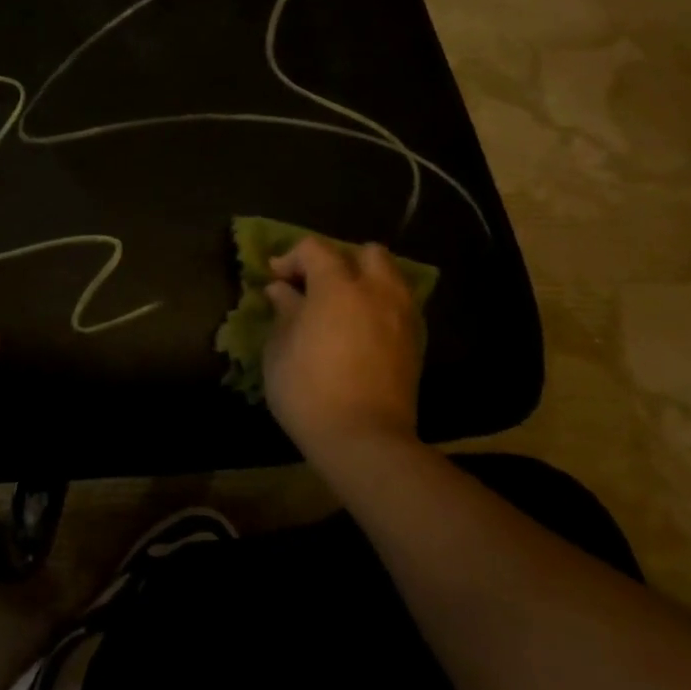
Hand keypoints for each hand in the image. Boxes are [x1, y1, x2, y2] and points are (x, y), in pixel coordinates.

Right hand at [262, 238, 423, 457]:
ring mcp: (401, 317)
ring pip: (390, 278)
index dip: (291, 258)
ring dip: (365, 282)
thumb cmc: (309, 390)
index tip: (275, 279)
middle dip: (341, 261)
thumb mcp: (280, 348)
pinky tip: (360, 330)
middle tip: (318, 286)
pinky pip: (398, 307)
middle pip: (367, 253)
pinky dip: (379, 307)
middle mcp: (376, 292)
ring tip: (342, 307)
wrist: (364, 441)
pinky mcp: (414, 344)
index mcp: (338, 287)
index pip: (315, 248)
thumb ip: (284, 311)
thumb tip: (282, 290)